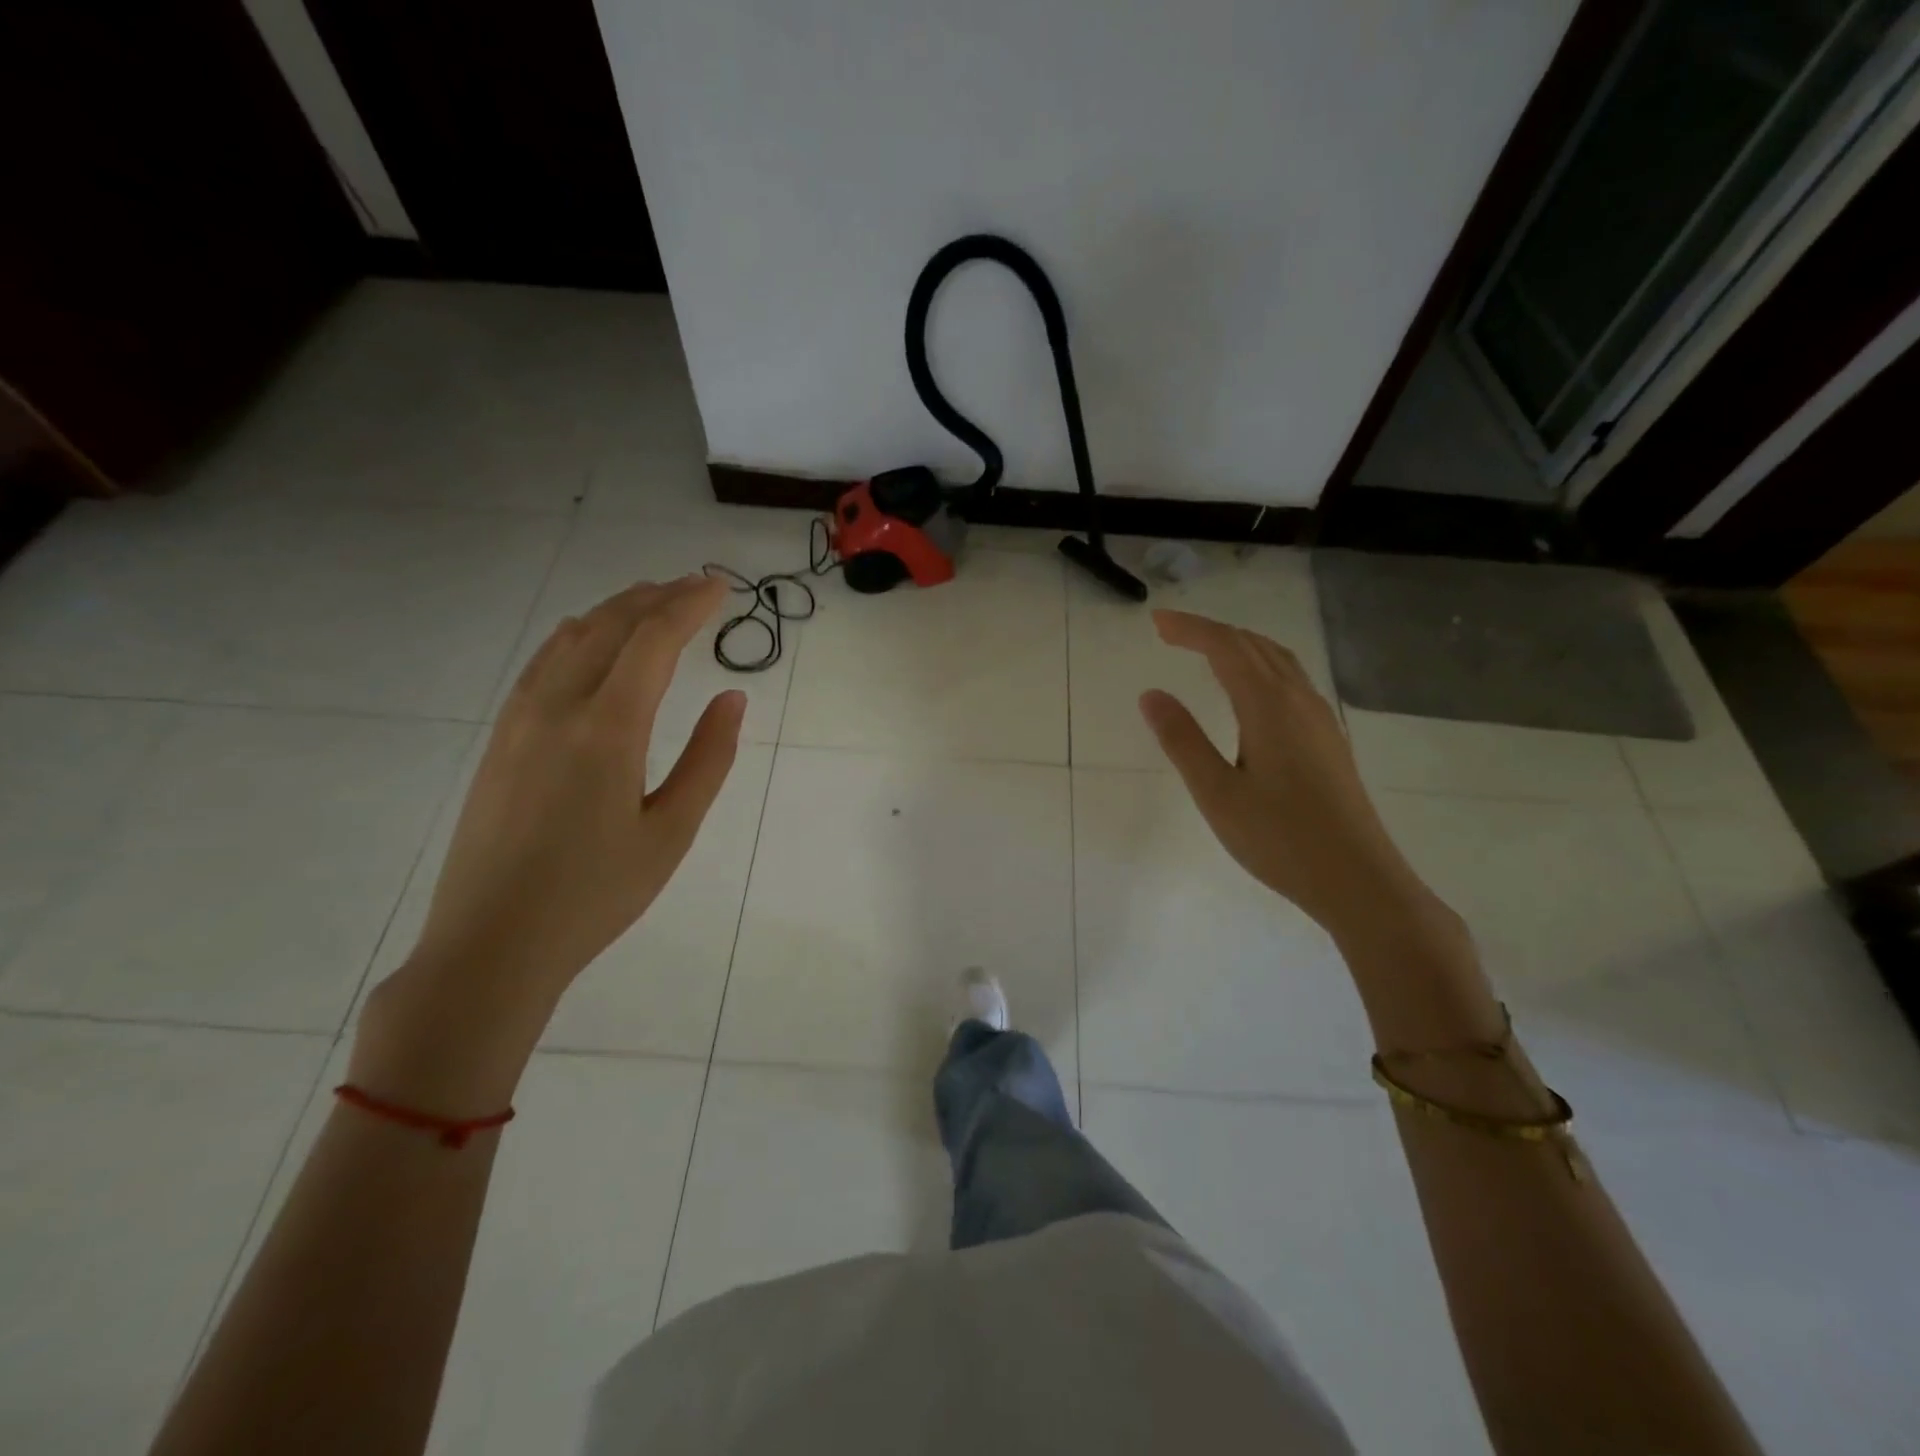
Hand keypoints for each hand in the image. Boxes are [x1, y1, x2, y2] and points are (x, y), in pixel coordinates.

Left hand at [352, 575, 740, 1112]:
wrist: (491, 944)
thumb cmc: (596, 894)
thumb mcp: (671, 832)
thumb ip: (708, 759)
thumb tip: (732, 698)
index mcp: (607, 729)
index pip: (653, 641)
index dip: (689, 605)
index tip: (720, 586)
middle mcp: (557, 708)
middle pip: (609, 626)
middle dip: (655, 597)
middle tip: (694, 585)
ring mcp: (518, 720)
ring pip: (569, 638)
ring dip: (614, 611)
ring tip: (650, 600)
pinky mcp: (499, 739)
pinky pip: (542, 663)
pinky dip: (578, 636)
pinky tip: (590, 642)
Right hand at [1137, 609, 1436, 941]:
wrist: (1359, 880)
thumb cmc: (1280, 839)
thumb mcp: (1217, 793)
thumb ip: (1182, 740)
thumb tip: (1151, 694)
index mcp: (1269, 707)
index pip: (1226, 647)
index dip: (1190, 628)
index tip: (1156, 622)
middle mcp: (1299, 701)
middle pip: (1254, 646)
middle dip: (1211, 631)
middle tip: (1170, 632)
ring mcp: (1320, 719)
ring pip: (1278, 661)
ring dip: (1239, 645)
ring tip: (1205, 649)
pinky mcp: (1329, 739)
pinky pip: (1291, 680)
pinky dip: (1260, 666)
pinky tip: (1250, 690)